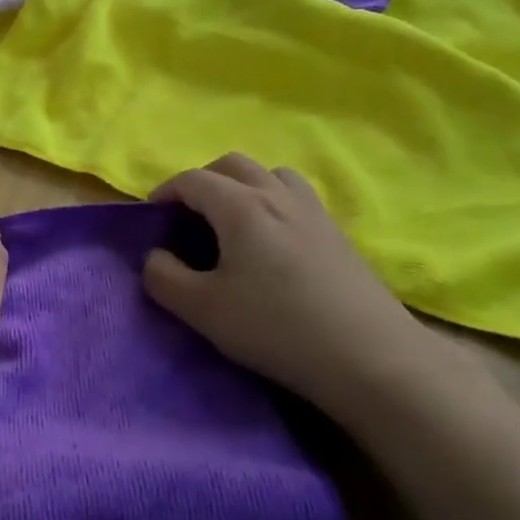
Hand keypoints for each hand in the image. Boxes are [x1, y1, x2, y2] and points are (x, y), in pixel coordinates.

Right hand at [143, 154, 442, 412]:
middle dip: (202, 180)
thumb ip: (164, 279)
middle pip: (232, 164)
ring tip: (231, 220)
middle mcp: (277, 194)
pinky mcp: (337, 231)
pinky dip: (271, 200)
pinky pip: (295, 195)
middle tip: (187, 214)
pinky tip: (272, 240)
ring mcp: (313, 210)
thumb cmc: (275, 327)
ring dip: (242, 185)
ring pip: (270, 174)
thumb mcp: (202, 310)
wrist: (367, 354)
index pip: (193, 180)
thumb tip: (156, 257)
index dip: (165, 192)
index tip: (151, 215)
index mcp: (241, 206)